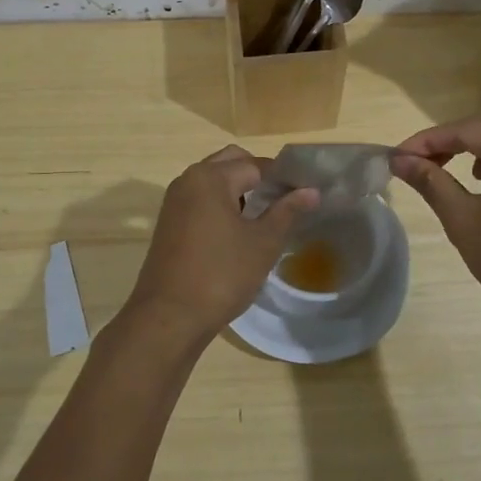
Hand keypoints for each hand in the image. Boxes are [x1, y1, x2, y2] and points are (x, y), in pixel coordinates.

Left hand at [121, 146, 319, 343]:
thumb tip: (312, 190)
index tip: (305, 194)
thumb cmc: (221, 274)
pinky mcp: (169, 222)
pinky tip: (239, 232)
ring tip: (266, 216)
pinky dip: (221, 205)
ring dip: (239, 190)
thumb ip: (287, 211)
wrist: (169, 316)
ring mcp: (175, 201)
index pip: (256, 164)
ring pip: (214, 182)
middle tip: (285, 201)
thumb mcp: (263, 243)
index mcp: (210, 177)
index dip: (283, 178)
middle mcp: (188, 180)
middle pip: (231, 163)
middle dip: (259, 177)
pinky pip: (201, 200)